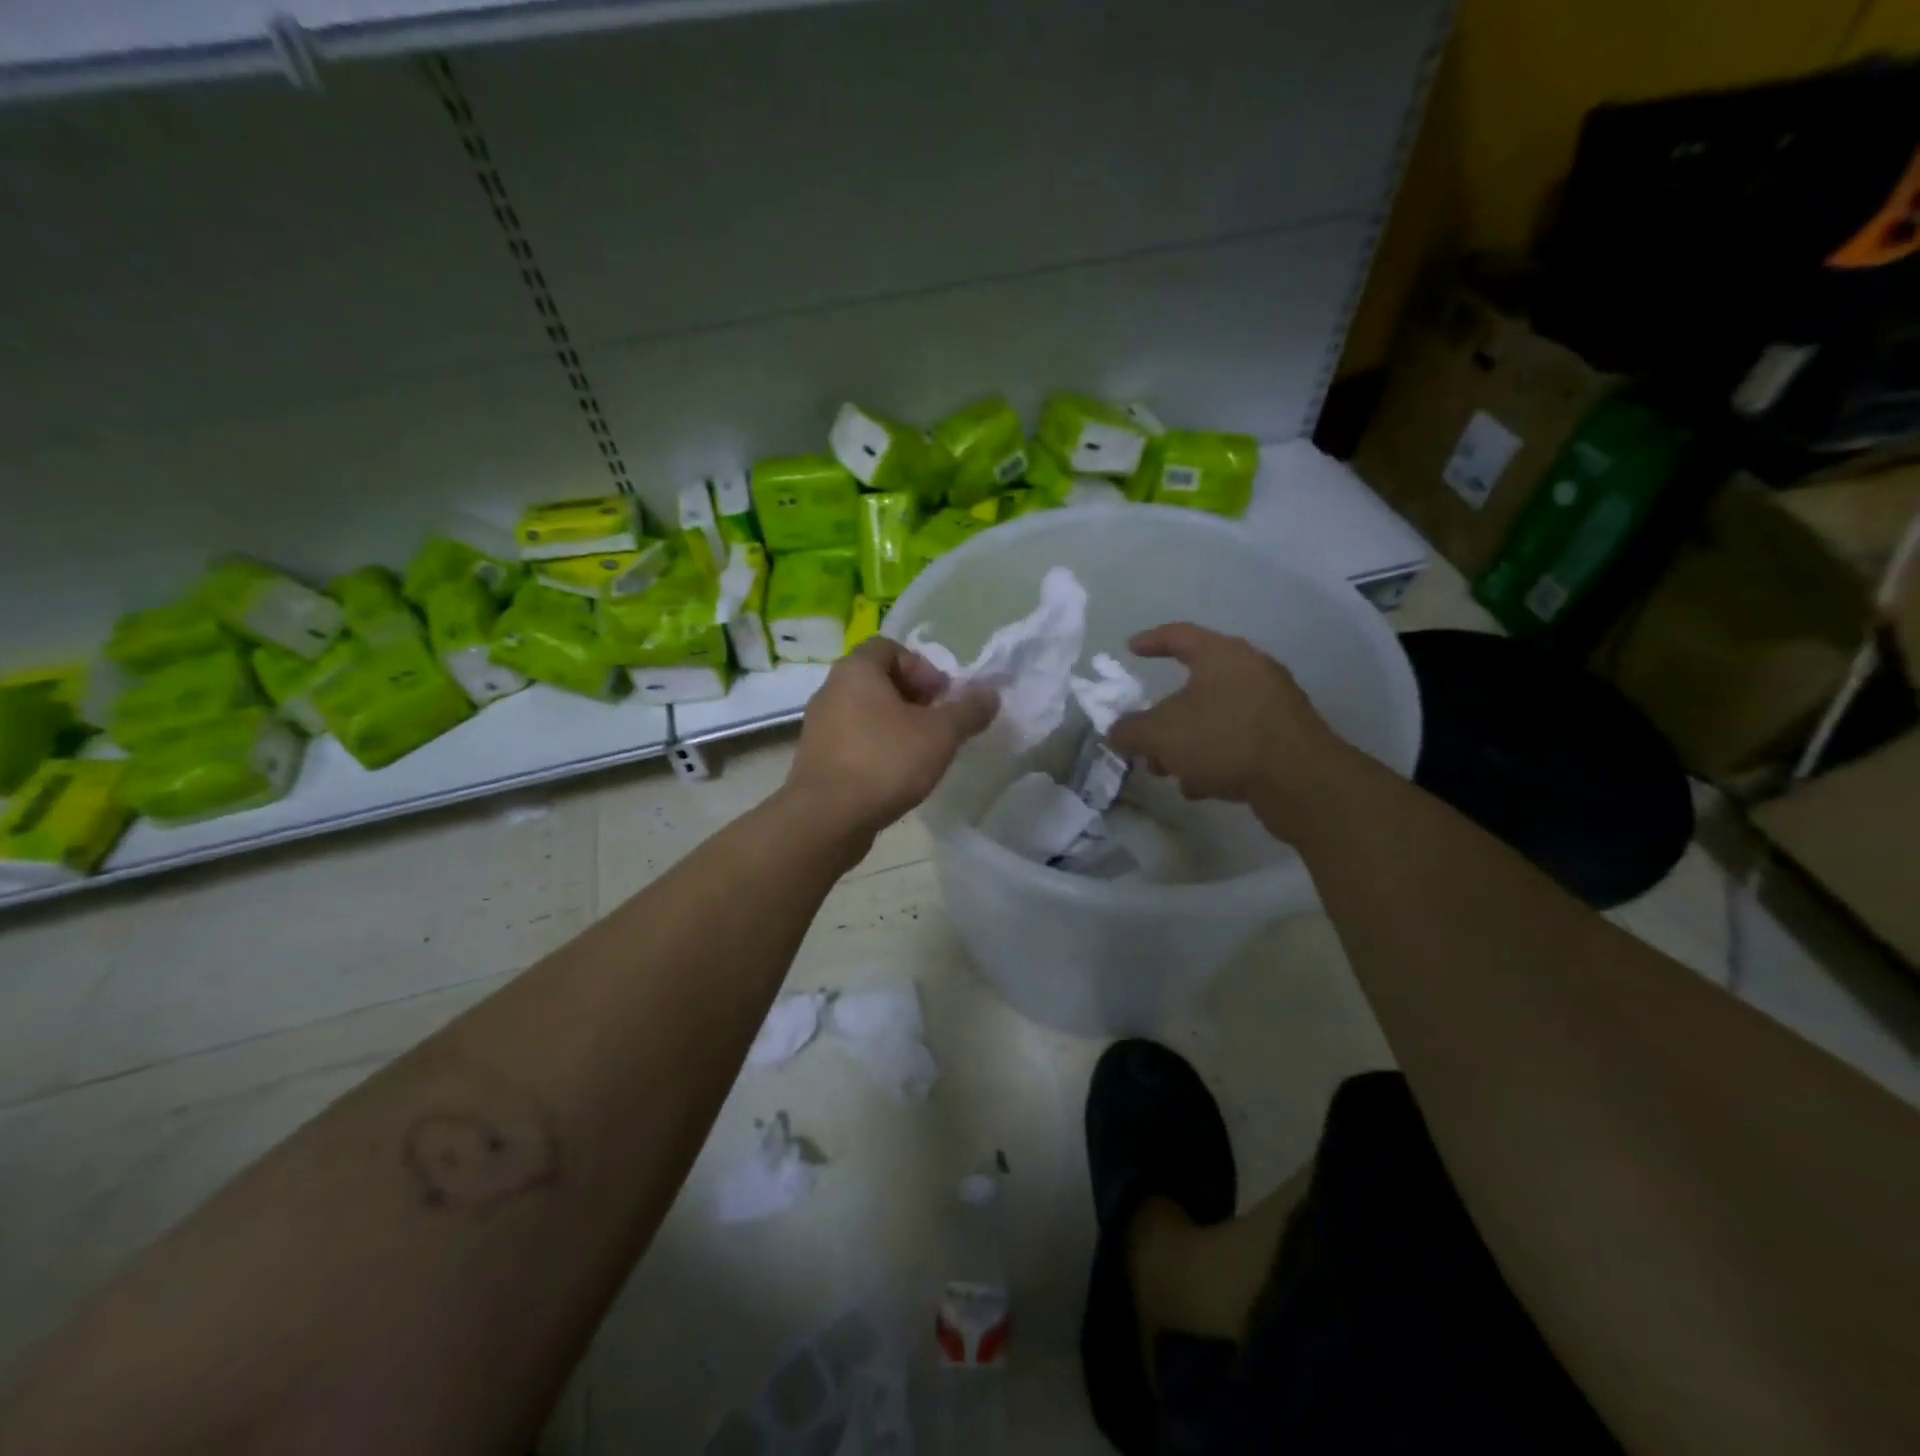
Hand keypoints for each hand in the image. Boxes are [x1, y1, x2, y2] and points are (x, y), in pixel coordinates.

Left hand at [784, 637, 995, 843]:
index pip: (890, 647)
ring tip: (921, 754)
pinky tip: (895, 775)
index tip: (941, 698)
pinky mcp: (817, 758)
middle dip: (913, 698)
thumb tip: (991, 692)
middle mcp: (831, 689)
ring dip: (896, 725)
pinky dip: (877, 748)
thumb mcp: (940, 734)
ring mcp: (819, 725)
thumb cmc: (885, 761)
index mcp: (856, 670)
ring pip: (866, 712)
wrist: (827, 818)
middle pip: (878, 680)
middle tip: (937, 725)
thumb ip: (968, 710)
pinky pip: (853, 740)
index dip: (922, 667)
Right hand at [1107, 623, 1350, 831]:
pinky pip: (1237, 741)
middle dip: (1163, 716)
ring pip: (1214, 718)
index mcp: (1222, 656)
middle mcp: (1250, 672)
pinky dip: (1214, 759)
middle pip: (1195, 686)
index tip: (1130, 649)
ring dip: (1186, 743)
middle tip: (1144, 738)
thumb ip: (1131, 731)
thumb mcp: (1161, 735)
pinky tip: (1201, 787)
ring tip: (1167, 771)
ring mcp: (1271, 705)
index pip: (1179, 635)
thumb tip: (1115, 733)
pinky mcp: (1284, 738)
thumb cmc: (1224, 739)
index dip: (1151, 641)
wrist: (1300, 780)